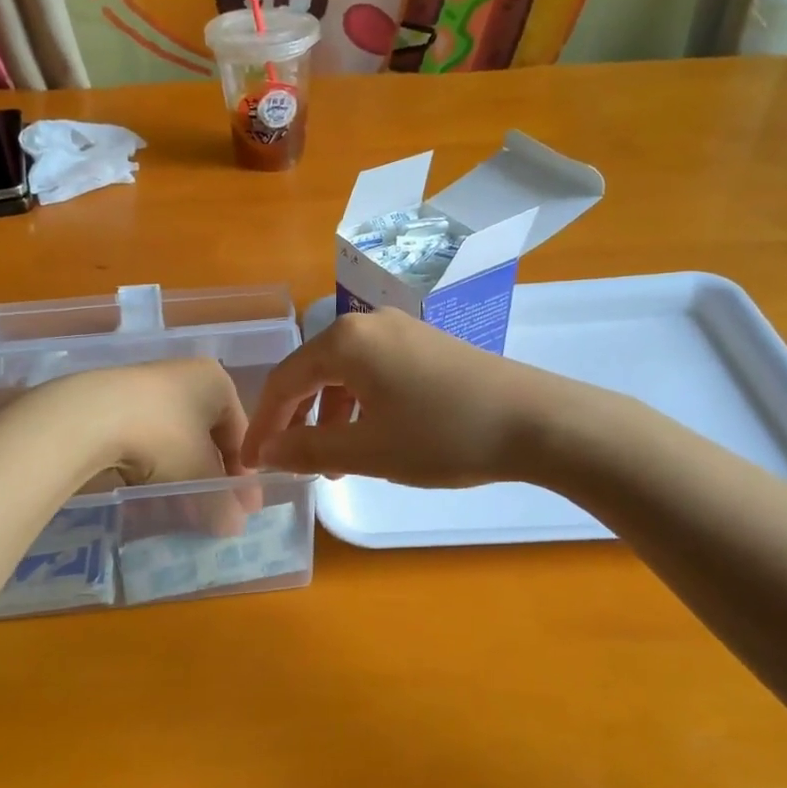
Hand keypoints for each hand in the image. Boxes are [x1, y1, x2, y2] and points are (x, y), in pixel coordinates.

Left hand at [27, 359, 255, 532]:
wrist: (88, 417)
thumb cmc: (163, 436)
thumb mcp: (199, 474)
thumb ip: (222, 502)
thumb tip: (235, 527)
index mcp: (216, 382)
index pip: (240, 433)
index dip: (243, 475)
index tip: (245, 509)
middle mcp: (185, 376)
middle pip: (207, 437)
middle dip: (211, 478)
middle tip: (215, 513)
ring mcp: (147, 387)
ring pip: (175, 441)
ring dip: (182, 476)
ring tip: (180, 510)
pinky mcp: (115, 402)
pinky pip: (147, 440)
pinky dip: (153, 468)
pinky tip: (148, 495)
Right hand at [242, 308, 560, 487]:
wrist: (534, 420)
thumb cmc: (442, 435)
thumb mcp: (368, 450)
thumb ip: (308, 449)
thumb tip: (268, 452)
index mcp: (345, 341)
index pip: (284, 380)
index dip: (264, 424)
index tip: (252, 463)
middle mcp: (368, 323)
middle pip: (312, 371)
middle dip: (297, 420)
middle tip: (292, 464)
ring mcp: (401, 330)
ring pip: (345, 373)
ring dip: (330, 416)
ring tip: (335, 463)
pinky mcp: (426, 344)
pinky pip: (375, 371)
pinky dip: (361, 405)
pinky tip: (372, 438)